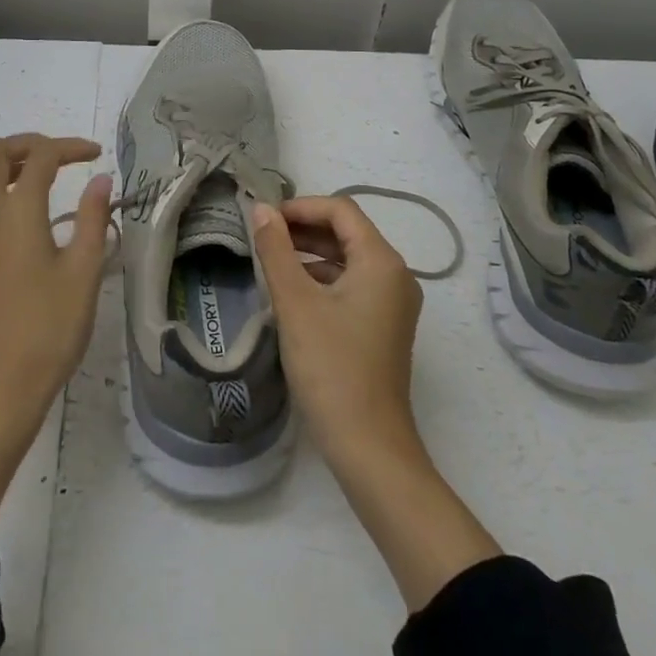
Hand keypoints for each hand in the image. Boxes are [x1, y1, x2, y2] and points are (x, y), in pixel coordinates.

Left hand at [0, 134, 112, 529]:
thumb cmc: (46, 330)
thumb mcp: (83, 273)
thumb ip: (92, 218)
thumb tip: (100, 180)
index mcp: (17, 210)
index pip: (42, 156)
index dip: (70, 147)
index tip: (95, 155)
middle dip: (28, 145)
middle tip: (59, 160)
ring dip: (0, 167)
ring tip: (32, 183)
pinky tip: (11, 221)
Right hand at [250, 195, 423, 471]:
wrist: (369, 448)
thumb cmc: (331, 367)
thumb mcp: (295, 303)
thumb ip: (275, 250)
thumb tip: (260, 209)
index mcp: (381, 261)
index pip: (340, 210)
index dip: (300, 207)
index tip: (264, 218)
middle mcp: (395, 275)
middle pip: (346, 232)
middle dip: (303, 228)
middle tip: (262, 236)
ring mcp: (393, 303)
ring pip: (348, 259)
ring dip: (310, 254)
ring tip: (270, 261)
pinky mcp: (384, 326)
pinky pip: (352, 284)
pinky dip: (322, 279)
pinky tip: (292, 293)